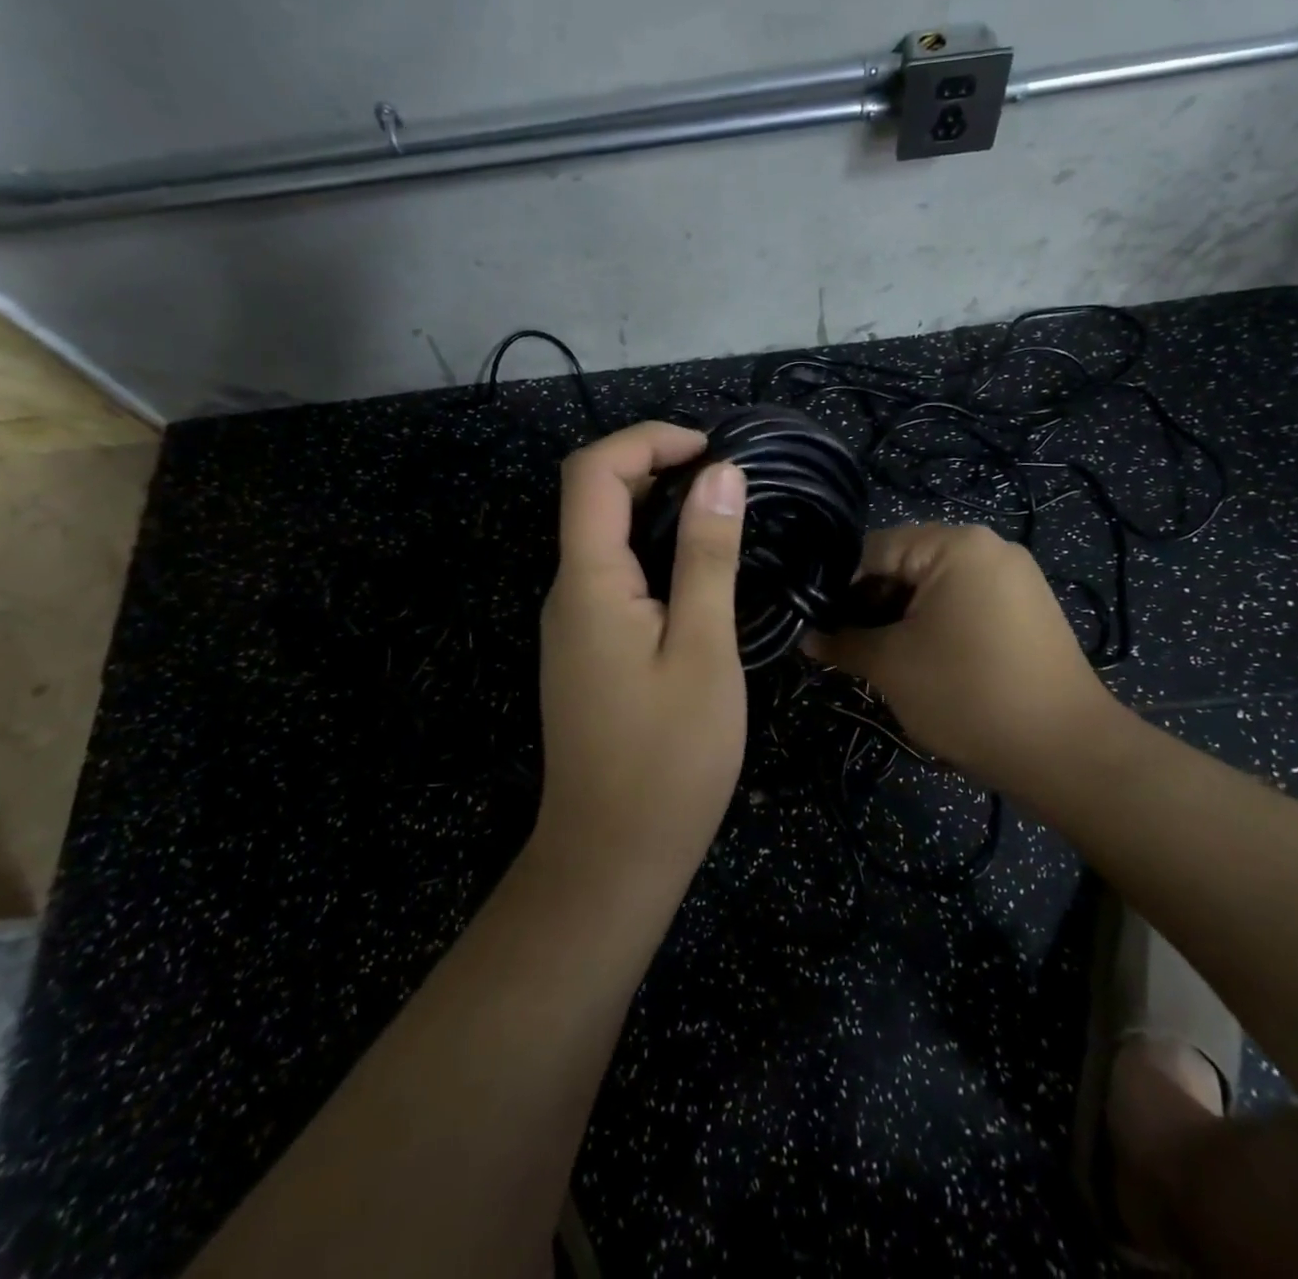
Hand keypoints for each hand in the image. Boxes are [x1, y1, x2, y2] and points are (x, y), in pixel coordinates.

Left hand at [536, 422, 748, 880]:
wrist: (613, 856)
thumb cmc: (669, 758)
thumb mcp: (703, 650)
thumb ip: (707, 558)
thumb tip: (721, 475)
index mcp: (588, 583)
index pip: (593, 472)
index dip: (647, 440)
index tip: (712, 450)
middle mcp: (567, 593)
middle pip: (594, 497)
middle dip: (657, 467)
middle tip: (730, 484)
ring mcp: (573, 625)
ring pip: (605, 538)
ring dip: (659, 511)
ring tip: (726, 520)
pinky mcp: (588, 651)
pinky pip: (614, 578)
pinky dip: (654, 553)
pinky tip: (699, 577)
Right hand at [802, 524, 1133, 804]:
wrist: (1065, 751)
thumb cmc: (967, 695)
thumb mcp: (891, 667)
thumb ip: (843, 642)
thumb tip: (806, 636)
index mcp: (955, 545)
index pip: (873, 550)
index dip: (838, 588)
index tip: (819, 625)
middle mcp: (989, 547)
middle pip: (906, 564)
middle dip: (872, 604)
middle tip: (848, 647)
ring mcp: (1015, 577)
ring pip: (935, 586)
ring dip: (902, 618)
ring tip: (883, 659)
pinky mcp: (1028, 608)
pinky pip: (966, 602)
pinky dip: (937, 625)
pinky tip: (925, 661)